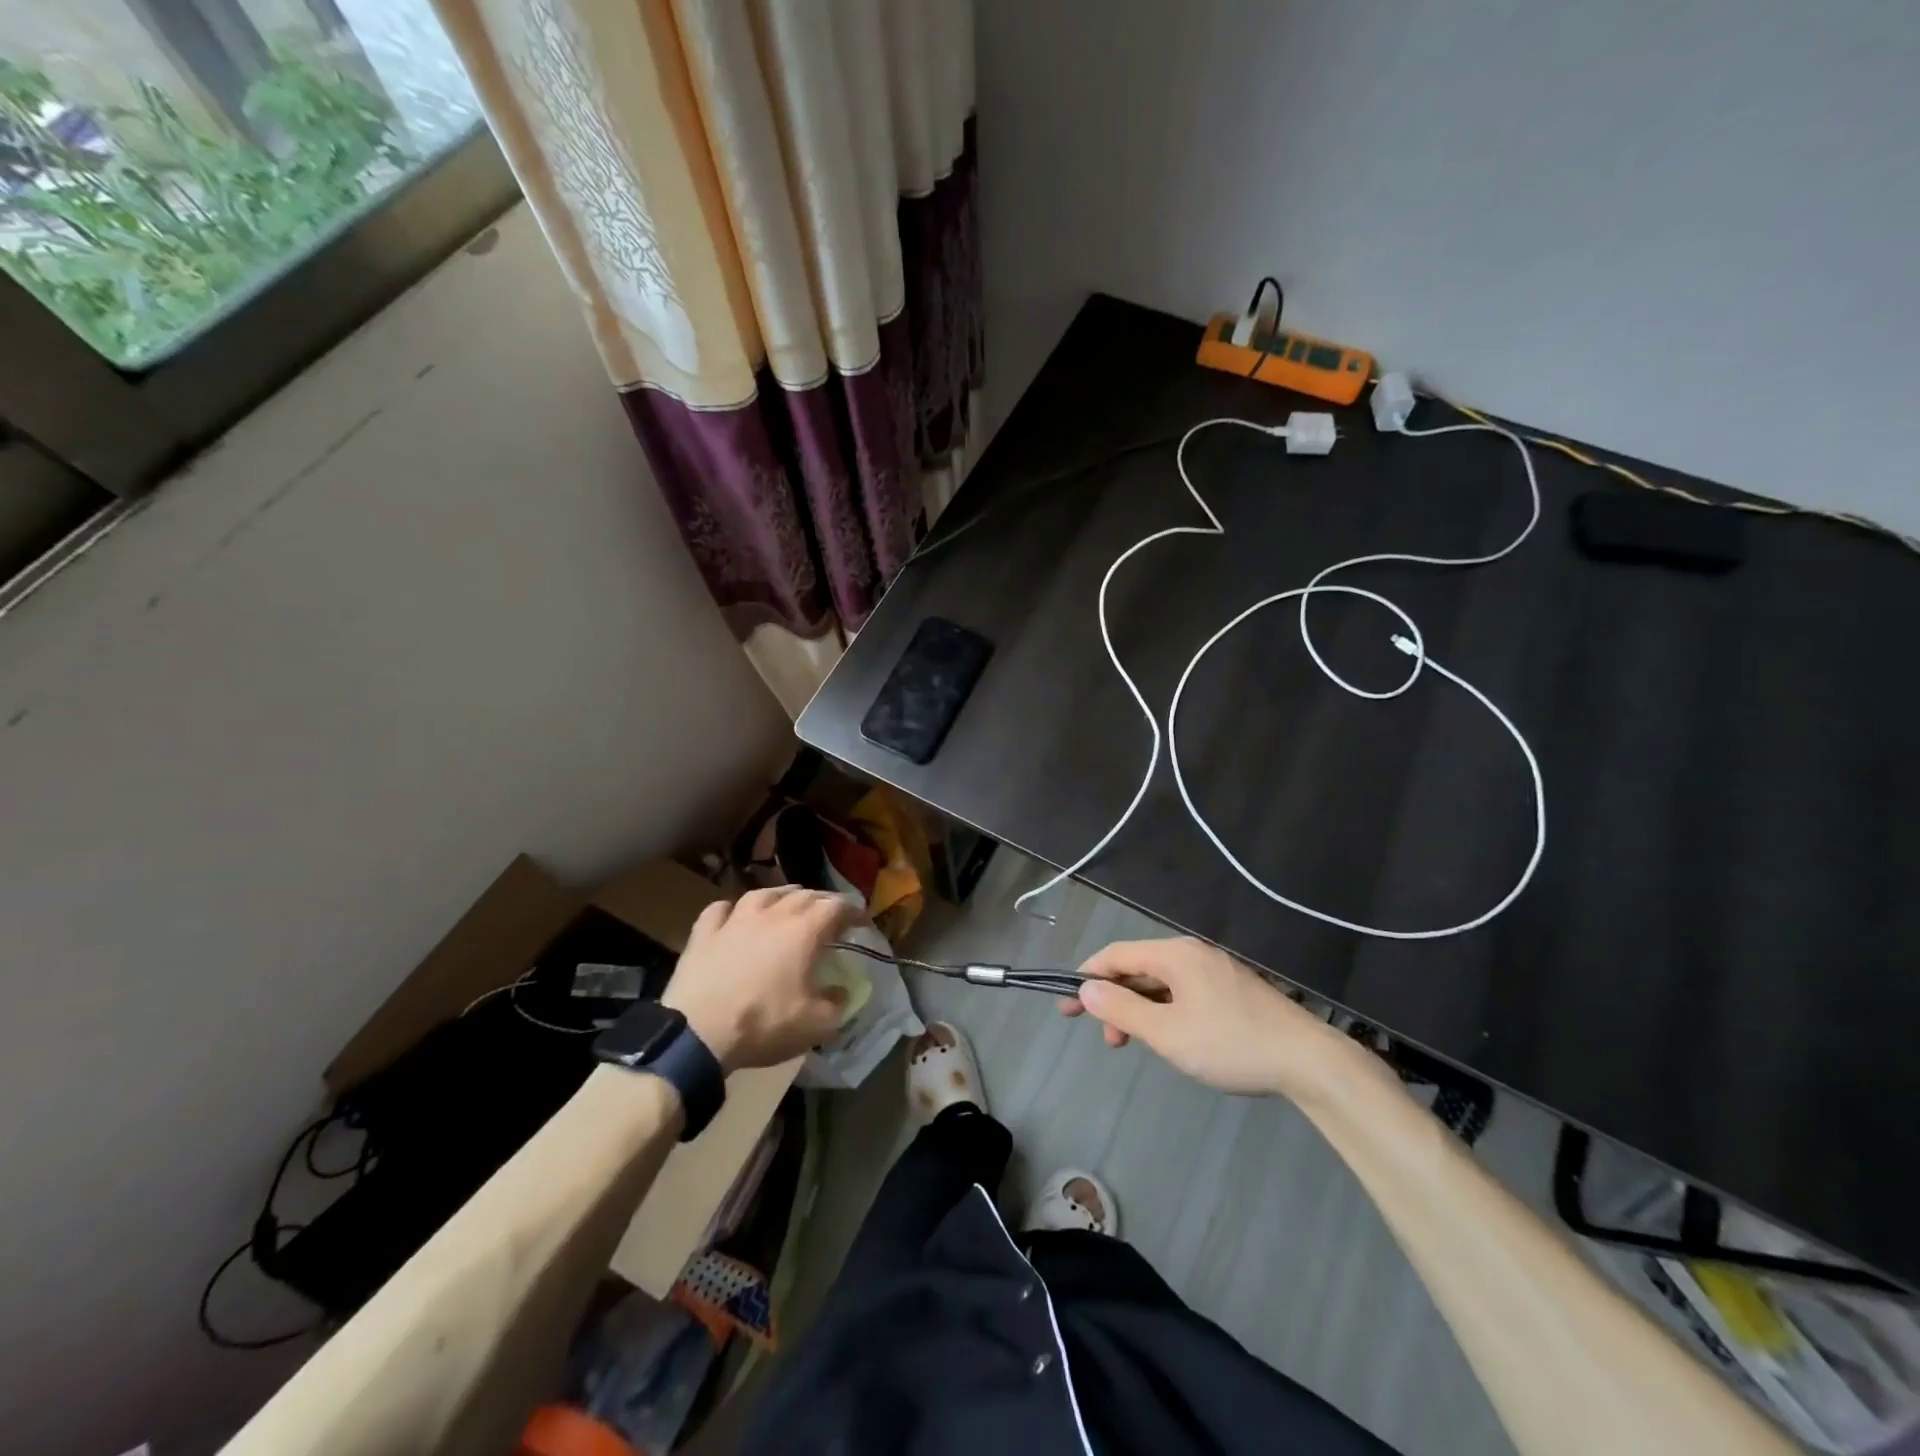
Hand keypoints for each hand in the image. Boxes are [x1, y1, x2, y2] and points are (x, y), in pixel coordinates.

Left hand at [662, 886, 860, 1073]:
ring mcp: (734, 920)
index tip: (862, 923)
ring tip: (788, 902)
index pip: (837, 907)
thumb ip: (837, 1004)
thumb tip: (841, 992)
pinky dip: (732, 910)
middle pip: (804, 895)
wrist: (697, 1033)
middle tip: (830, 915)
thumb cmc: (763, 1024)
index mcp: (804, 931)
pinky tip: (734, 916)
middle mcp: (772, 914)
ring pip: (763, 893)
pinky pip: (721, 910)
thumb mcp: (816, 1025)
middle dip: (822, 901)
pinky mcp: (703, 933)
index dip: (853, 912)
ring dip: (781, 895)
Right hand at [1061, 937, 1366, 1099]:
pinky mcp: (1232, 990)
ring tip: (1135, 1044)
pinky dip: (1164, 1011)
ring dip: (1140, 1010)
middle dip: (1114, 1000)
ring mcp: (1215, 970)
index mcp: (1174, 955)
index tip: (1066, 1005)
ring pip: (1161, 983)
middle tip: (1106, 1039)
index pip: (1116, 955)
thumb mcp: (1168, 1033)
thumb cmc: (1231, 1044)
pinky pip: (1183, 991)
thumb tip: (1087, 990)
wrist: (1309, 1061)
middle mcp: (1192, 953)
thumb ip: (1123, 1010)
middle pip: (1138, 968)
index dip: (1087, 977)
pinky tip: (1169, 1037)